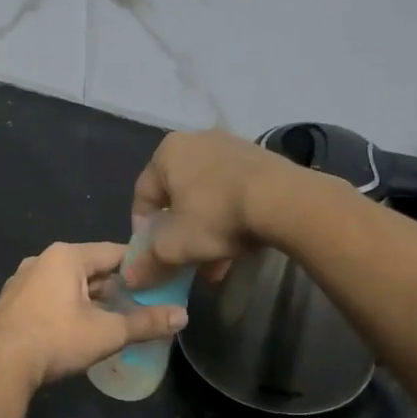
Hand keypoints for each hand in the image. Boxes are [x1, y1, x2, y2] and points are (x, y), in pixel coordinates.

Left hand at [0, 241, 187, 390]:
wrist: (0, 366)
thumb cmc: (56, 339)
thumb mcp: (108, 332)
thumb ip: (146, 322)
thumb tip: (183, 315)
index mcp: (66, 256)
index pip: (114, 252)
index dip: (140, 266)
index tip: (161, 280)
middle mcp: (42, 260)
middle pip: (90, 267)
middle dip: (116, 285)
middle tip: (143, 303)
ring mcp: (23, 280)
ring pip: (69, 283)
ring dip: (93, 298)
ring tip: (117, 317)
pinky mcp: (13, 302)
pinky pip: (51, 296)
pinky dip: (70, 306)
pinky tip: (82, 327)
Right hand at [122, 130, 303, 286]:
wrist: (285, 201)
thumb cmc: (217, 216)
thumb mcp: (174, 247)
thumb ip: (147, 262)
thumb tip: (130, 276)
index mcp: (167, 153)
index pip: (143, 196)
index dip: (143, 232)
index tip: (154, 257)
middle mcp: (196, 141)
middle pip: (178, 198)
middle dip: (180, 236)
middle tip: (186, 263)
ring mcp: (231, 147)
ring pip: (207, 198)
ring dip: (206, 232)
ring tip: (215, 264)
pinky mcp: (260, 159)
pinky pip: (233, 192)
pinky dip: (230, 218)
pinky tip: (238, 248)